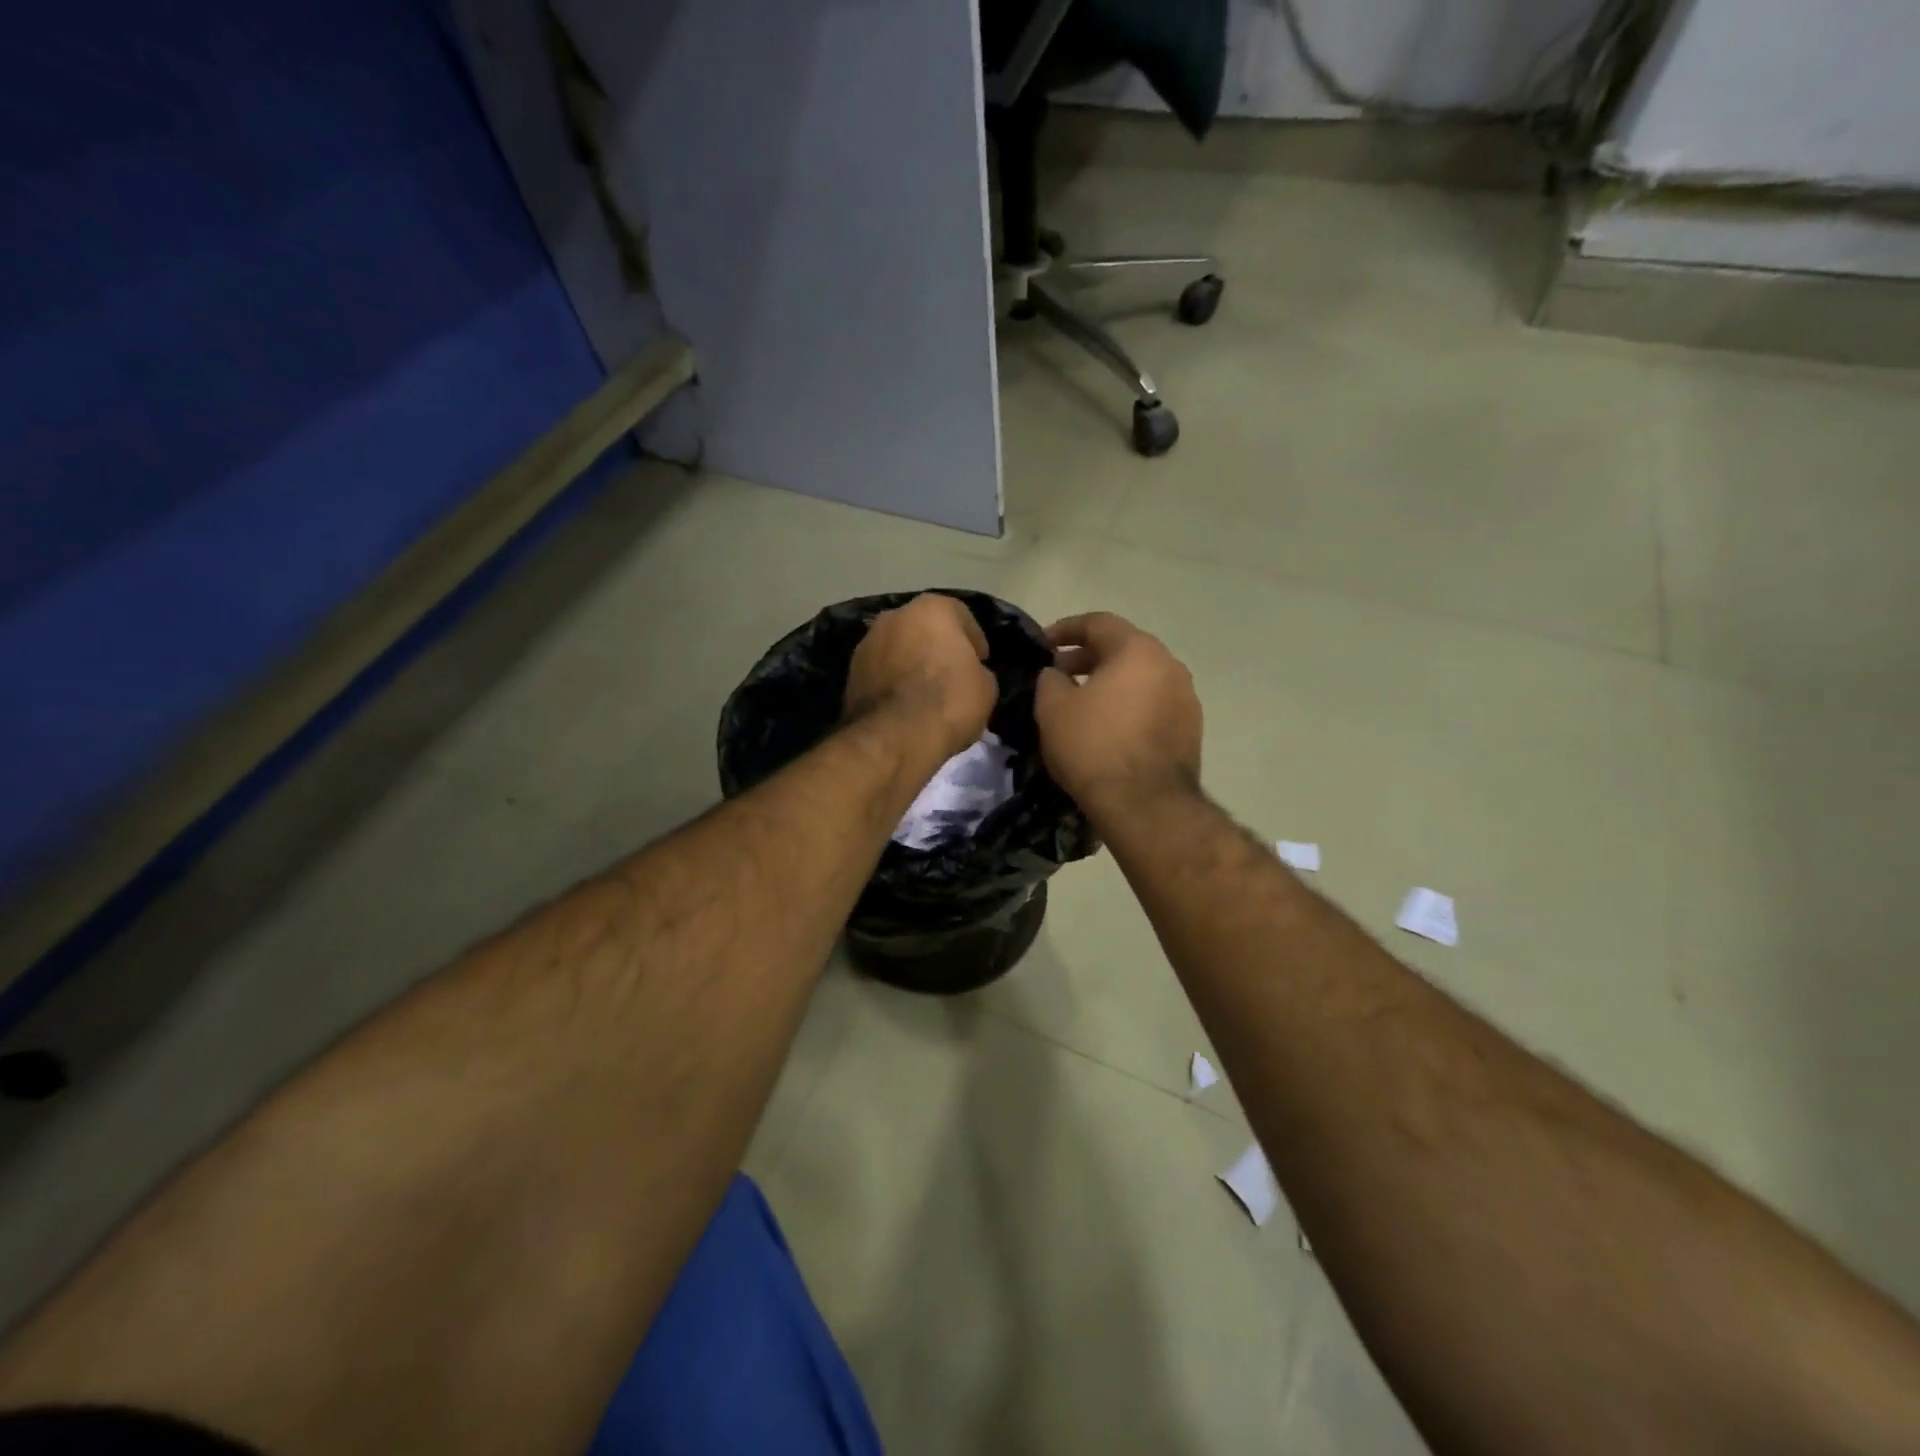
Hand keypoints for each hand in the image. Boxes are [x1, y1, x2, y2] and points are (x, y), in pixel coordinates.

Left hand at [845, 594, 996, 758]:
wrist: (895, 736)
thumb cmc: (949, 701)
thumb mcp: (986, 687)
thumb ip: (977, 670)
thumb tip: (968, 673)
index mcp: (931, 608)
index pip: (960, 615)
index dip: (974, 640)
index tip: (980, 661)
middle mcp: (894, 616)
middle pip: (923, 628)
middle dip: (936, 647)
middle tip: (951, 673)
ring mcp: (866, 643)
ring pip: (897, 649)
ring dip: (910, 663)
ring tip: (924, 692)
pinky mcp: (851, 673)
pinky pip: (881, 671)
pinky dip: (892, 682)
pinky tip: (903, 705)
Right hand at [1035, 612, 1201, 816]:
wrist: (1145, 804)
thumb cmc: (1094, 746)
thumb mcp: (1053, 709)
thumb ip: (1050, 680)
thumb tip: (1056, 674)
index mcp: (1138, 650)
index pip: (1098, 623)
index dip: (1066, 629)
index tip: (1043, 644)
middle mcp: (1170, 665)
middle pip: (1124, 649)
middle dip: (1088, 658)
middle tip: (1059, 675)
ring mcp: (1186, 698)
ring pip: (1141, 678)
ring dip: (1111, 683)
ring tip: (1082, 702)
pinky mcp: (1191, 729)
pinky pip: (1153, 704)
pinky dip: (1129, 706)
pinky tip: (1109, 727)